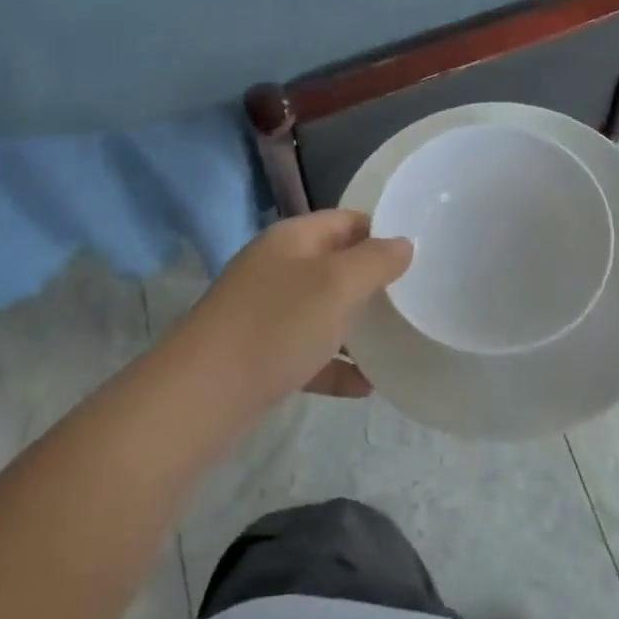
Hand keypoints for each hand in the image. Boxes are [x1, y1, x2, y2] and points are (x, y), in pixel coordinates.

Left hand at [179, 210, 412, 410]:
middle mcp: (276, 268)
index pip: (346, 220)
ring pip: (322, 310)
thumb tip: (403, 243)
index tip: (418, 258)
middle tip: (412, 301)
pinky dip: (334, 365)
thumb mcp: (336, 285)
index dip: (381, 233)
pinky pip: (307, 352)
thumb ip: (375, 261)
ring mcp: (264, 312)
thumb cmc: (276, 326)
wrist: (199, 397)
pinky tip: (364, 386)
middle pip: (335, 265)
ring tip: (396, 342)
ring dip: (356, 326)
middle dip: (372, 282)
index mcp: (292, 239)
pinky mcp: (259, 354)